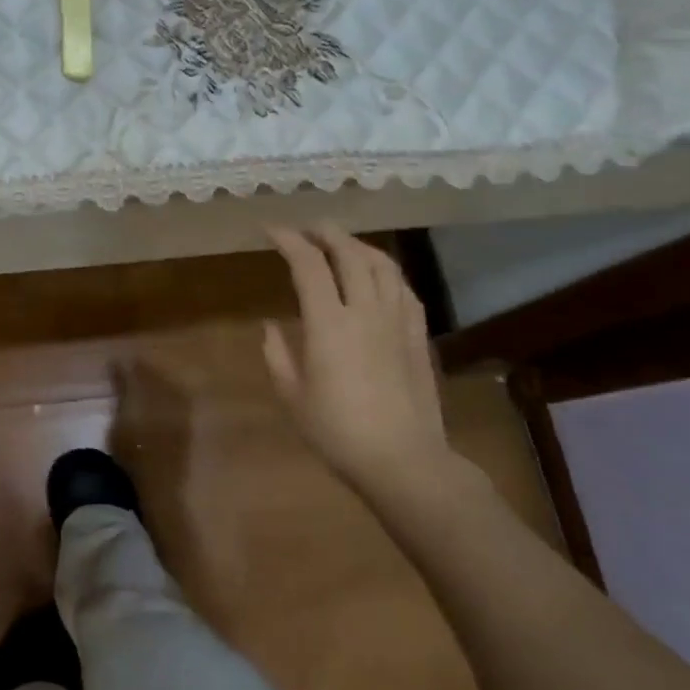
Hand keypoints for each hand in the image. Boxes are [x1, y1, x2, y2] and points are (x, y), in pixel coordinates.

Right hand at [263, 225, 460, 503]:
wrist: (405, 462)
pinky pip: (405, 289)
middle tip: (309, 228)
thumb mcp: (293, 397)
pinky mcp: (419, 336)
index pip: (308, 264)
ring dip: (359, 245)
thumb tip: (270, 327)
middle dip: (326, 233)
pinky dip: (387, 272)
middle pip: (349, 253)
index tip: (271, 230)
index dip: (288, 240)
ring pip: (383, 265)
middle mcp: (365, 311)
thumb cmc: (339, 432)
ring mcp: (397, 321)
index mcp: (329, 323)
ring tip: (343, 244)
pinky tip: (379, 277)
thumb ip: (278, 356)